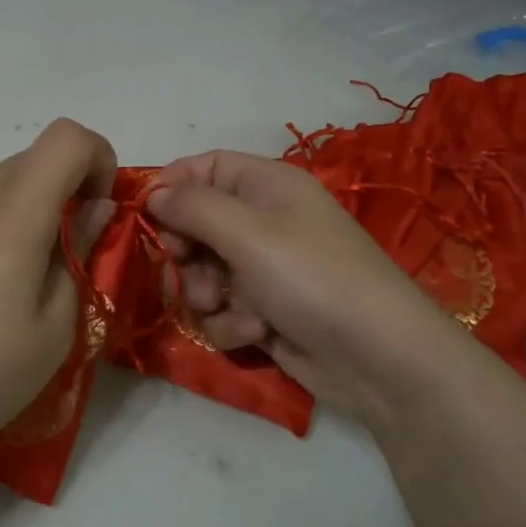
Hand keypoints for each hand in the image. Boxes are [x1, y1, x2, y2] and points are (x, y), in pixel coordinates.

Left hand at [0, 119, 117, 503]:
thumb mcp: (55, 328)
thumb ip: (78, 252)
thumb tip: (92, 208)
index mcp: (12, 218)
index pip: (66, 138)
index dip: (97, 159)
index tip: (95, 212)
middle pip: (29, 160)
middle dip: (62, 190)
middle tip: (63, 255)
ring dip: (20, 213)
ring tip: (10, 285)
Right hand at [148, 150, 470, 426]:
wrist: (379, 359)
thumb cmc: (312, 278)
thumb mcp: (248, 233)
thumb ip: (193, 207)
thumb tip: (154, 193)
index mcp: (266, 185)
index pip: (204, 167)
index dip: (172, 188)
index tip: (146, 216)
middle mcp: (264, 221)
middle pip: (196, 224)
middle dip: (186, 252)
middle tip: (186, 268)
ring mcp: (265, 269)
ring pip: (204, 272)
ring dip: (205, 293)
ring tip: (225, 307)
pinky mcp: (267, 312)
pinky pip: (225, 309)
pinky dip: (232, 323)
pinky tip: (255, 333)